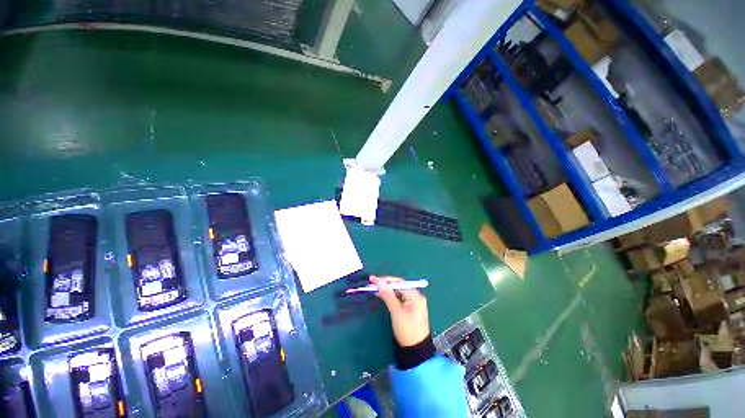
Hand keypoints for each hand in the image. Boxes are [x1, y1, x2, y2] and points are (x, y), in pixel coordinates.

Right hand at [371, 275, 429, 346]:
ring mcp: (413, 302)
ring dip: (386, 290)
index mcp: (415, 295)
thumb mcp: (396, 311)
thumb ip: (388, 295)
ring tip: (373, 287)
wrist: (416, 350)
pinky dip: (390, 296)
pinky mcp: (409, 309)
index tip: (374, 280)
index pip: (399, 282)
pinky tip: (381, 295)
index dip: (386, 280)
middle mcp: (415, 296)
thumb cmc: (407, 329)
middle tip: (372, 282)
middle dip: (385, 284)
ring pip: (397, 292)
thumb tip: (380, 283)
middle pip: (398, 286)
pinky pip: (398, 298)